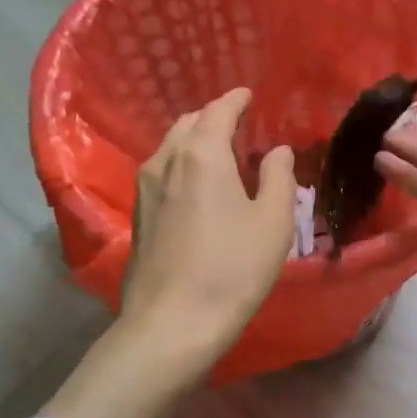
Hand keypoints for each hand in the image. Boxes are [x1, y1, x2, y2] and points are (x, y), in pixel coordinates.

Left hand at [121, 87, 296, 353]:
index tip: (249, 95)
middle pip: (189, 123)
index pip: (218, 110)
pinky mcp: (138, 215)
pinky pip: (163, 171)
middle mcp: (166, 161)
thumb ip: (279, 177)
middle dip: (214, 117)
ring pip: (171, 147)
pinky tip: (199, 185)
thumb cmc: (233, 268)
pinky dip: (183, 164)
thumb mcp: (273, 222)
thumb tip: (277, 151)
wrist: (173, 323)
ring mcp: (145, 189)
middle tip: (239, 126)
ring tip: (220, 154)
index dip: (236, 99)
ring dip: (195, 141)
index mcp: (202, 154)